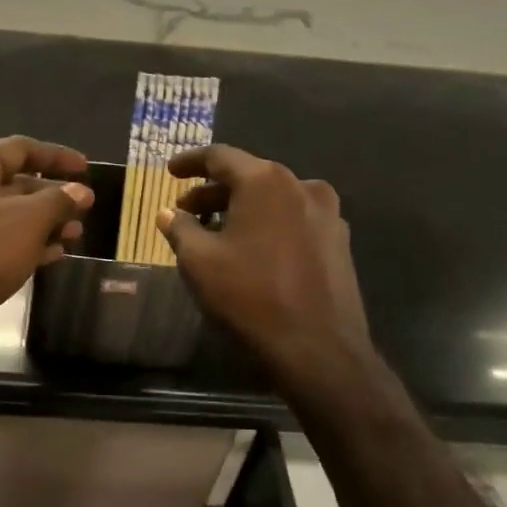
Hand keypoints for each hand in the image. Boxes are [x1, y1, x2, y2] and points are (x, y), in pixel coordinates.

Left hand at [0, 136, 93, 366]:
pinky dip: (24, 244)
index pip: (21, 148)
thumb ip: (58, 201)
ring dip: (42, 223)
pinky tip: (50, 256)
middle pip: (13, 181)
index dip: (57, 156)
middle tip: (84, 210)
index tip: (86, 169)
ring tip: (74, 236)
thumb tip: (79, 190)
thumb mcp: (27, 221)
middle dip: (52, 195)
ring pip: (7, 214)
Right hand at [157, 145, 380, 413]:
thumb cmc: (250, 296)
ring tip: (216, 231)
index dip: (190, 162)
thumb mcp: (199, 261)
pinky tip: (252, 249)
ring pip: (273, 198)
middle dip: (213, 191)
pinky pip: (294, 219)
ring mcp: (327, 214)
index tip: (170, 172)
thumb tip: (168, 213)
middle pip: (249, 176)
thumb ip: (180, 228)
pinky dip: (268, 224)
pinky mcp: (339, 241)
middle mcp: (300, 186)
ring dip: (241, 208)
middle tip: (186, 210)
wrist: (319, 349)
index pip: (220, 156)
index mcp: (265, 181)